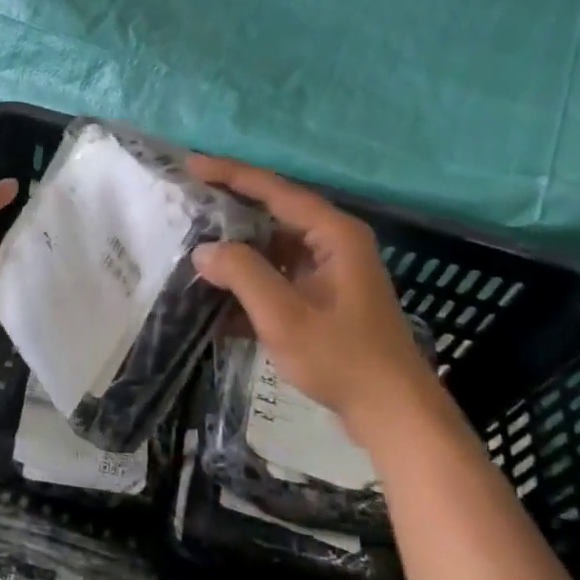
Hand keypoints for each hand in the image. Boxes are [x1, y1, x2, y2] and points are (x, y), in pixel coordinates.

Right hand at [189, 155, 440, 441]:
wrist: (393, 414)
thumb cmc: (342, 358)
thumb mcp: (284, 315)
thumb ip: (242, 274)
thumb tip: (204, 250)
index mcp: (333, 233)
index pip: (274, 189)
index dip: (230, 174)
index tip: (190, 165)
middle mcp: (334, 242)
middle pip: (273, 213)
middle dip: (229, 210)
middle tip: (186, 202)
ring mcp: (330, 271)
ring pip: (273, 247)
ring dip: (237, 250)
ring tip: (193, 247)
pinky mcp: (324, 298)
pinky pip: (279, 276)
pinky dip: (250, 282)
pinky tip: (217, 298)